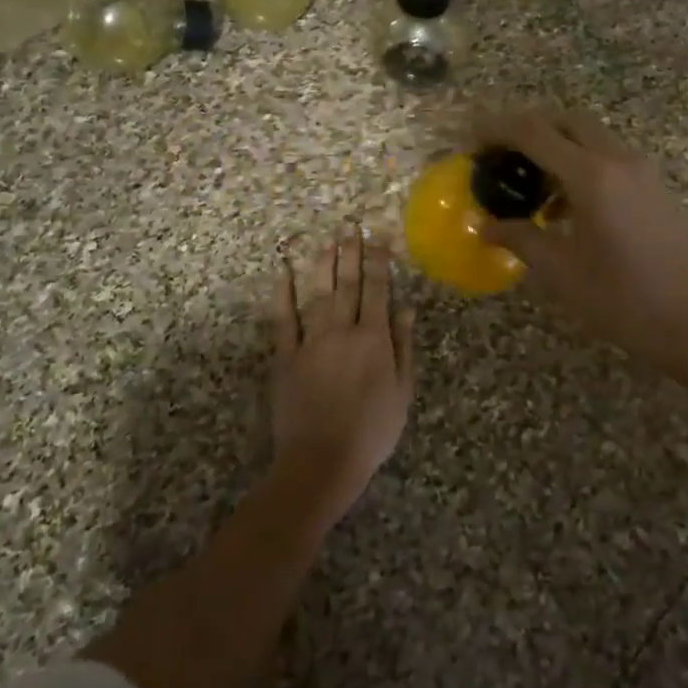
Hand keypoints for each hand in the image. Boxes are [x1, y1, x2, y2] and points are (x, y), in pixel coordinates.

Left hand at [269, 225, 416, 520]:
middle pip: (347, 285)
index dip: (379, 262)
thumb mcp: (401, 392)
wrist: (322, 462)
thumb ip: (402, 346)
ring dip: (323, 264)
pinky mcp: (285, 357)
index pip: (377, 290)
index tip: (379, 237)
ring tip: (327, 239)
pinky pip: (282, 319)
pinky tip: (283, 271)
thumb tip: (406, 307)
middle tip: (350, 225)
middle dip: (350, 253)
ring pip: (317, 294)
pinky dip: (282, 293)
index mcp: (374, 339)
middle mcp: (342, 331)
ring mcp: (310, 342)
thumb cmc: (371, 431)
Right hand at [475, 108, 687, 375]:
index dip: (497, 128)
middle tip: (499, 155)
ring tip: (528, 186)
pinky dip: (580, 165)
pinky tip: (565, 209)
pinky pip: (609, 159)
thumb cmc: (626, 300)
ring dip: (556, 148)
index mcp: (591, 175)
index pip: (534, 132)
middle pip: (566, 121)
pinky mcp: (654, 188)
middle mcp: (618, 159)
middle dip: (528, 128)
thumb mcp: (562, 273)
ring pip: (590, 138)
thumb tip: (484, 226)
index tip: (470, 138)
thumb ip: (520, 239)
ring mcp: (642, 171)